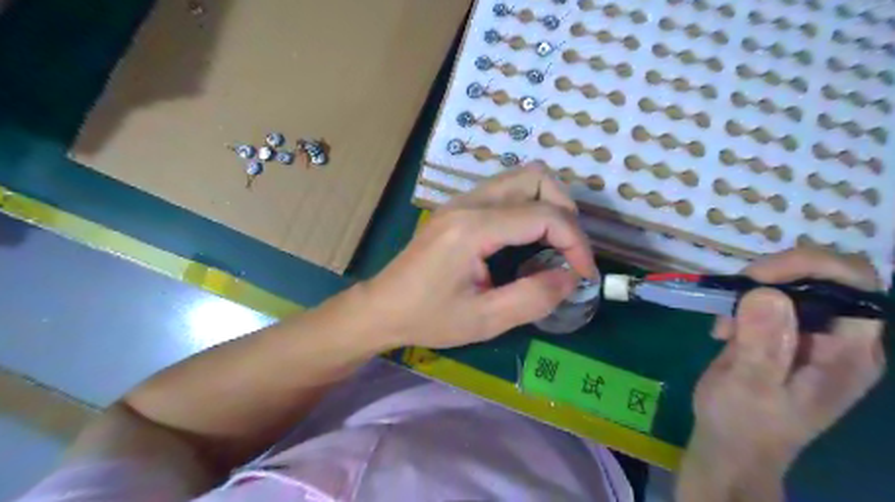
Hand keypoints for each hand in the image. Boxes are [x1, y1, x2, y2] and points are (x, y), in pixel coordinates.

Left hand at [358, 165, 595, 349]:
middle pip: (536, 177)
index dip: (576, 242)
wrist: (381, 308)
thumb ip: (533, 298)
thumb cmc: (428, 318)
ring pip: (521, 178)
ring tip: (554, 243)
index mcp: (473, 228)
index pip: (544, 215)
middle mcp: (468, 203)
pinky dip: (528, 206)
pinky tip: (526, 239)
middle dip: (565, 211)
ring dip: (548, 204)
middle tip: (568, 250)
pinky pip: (505, 190)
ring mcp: (460, 201)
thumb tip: (570, 277)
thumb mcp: (484, 320)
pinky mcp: (457, 208)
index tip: (584, 274)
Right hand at [683, 248, 883, 499]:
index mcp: (850, 351)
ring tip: (725, 325)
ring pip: (790, 283)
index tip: (759, 276)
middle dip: (774, 276)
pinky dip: (740, 304)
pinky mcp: (779, 333)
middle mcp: (838, 337)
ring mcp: (807, 334)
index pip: (856, 285)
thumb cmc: (745, 422)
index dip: (813, 267)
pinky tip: (724, 331)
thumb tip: (766, 291)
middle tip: (735, 293)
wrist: (731, 443)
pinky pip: (765, 299)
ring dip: (751, 292)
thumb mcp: (751, 386)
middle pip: (822, 276)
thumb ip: (763, 342)